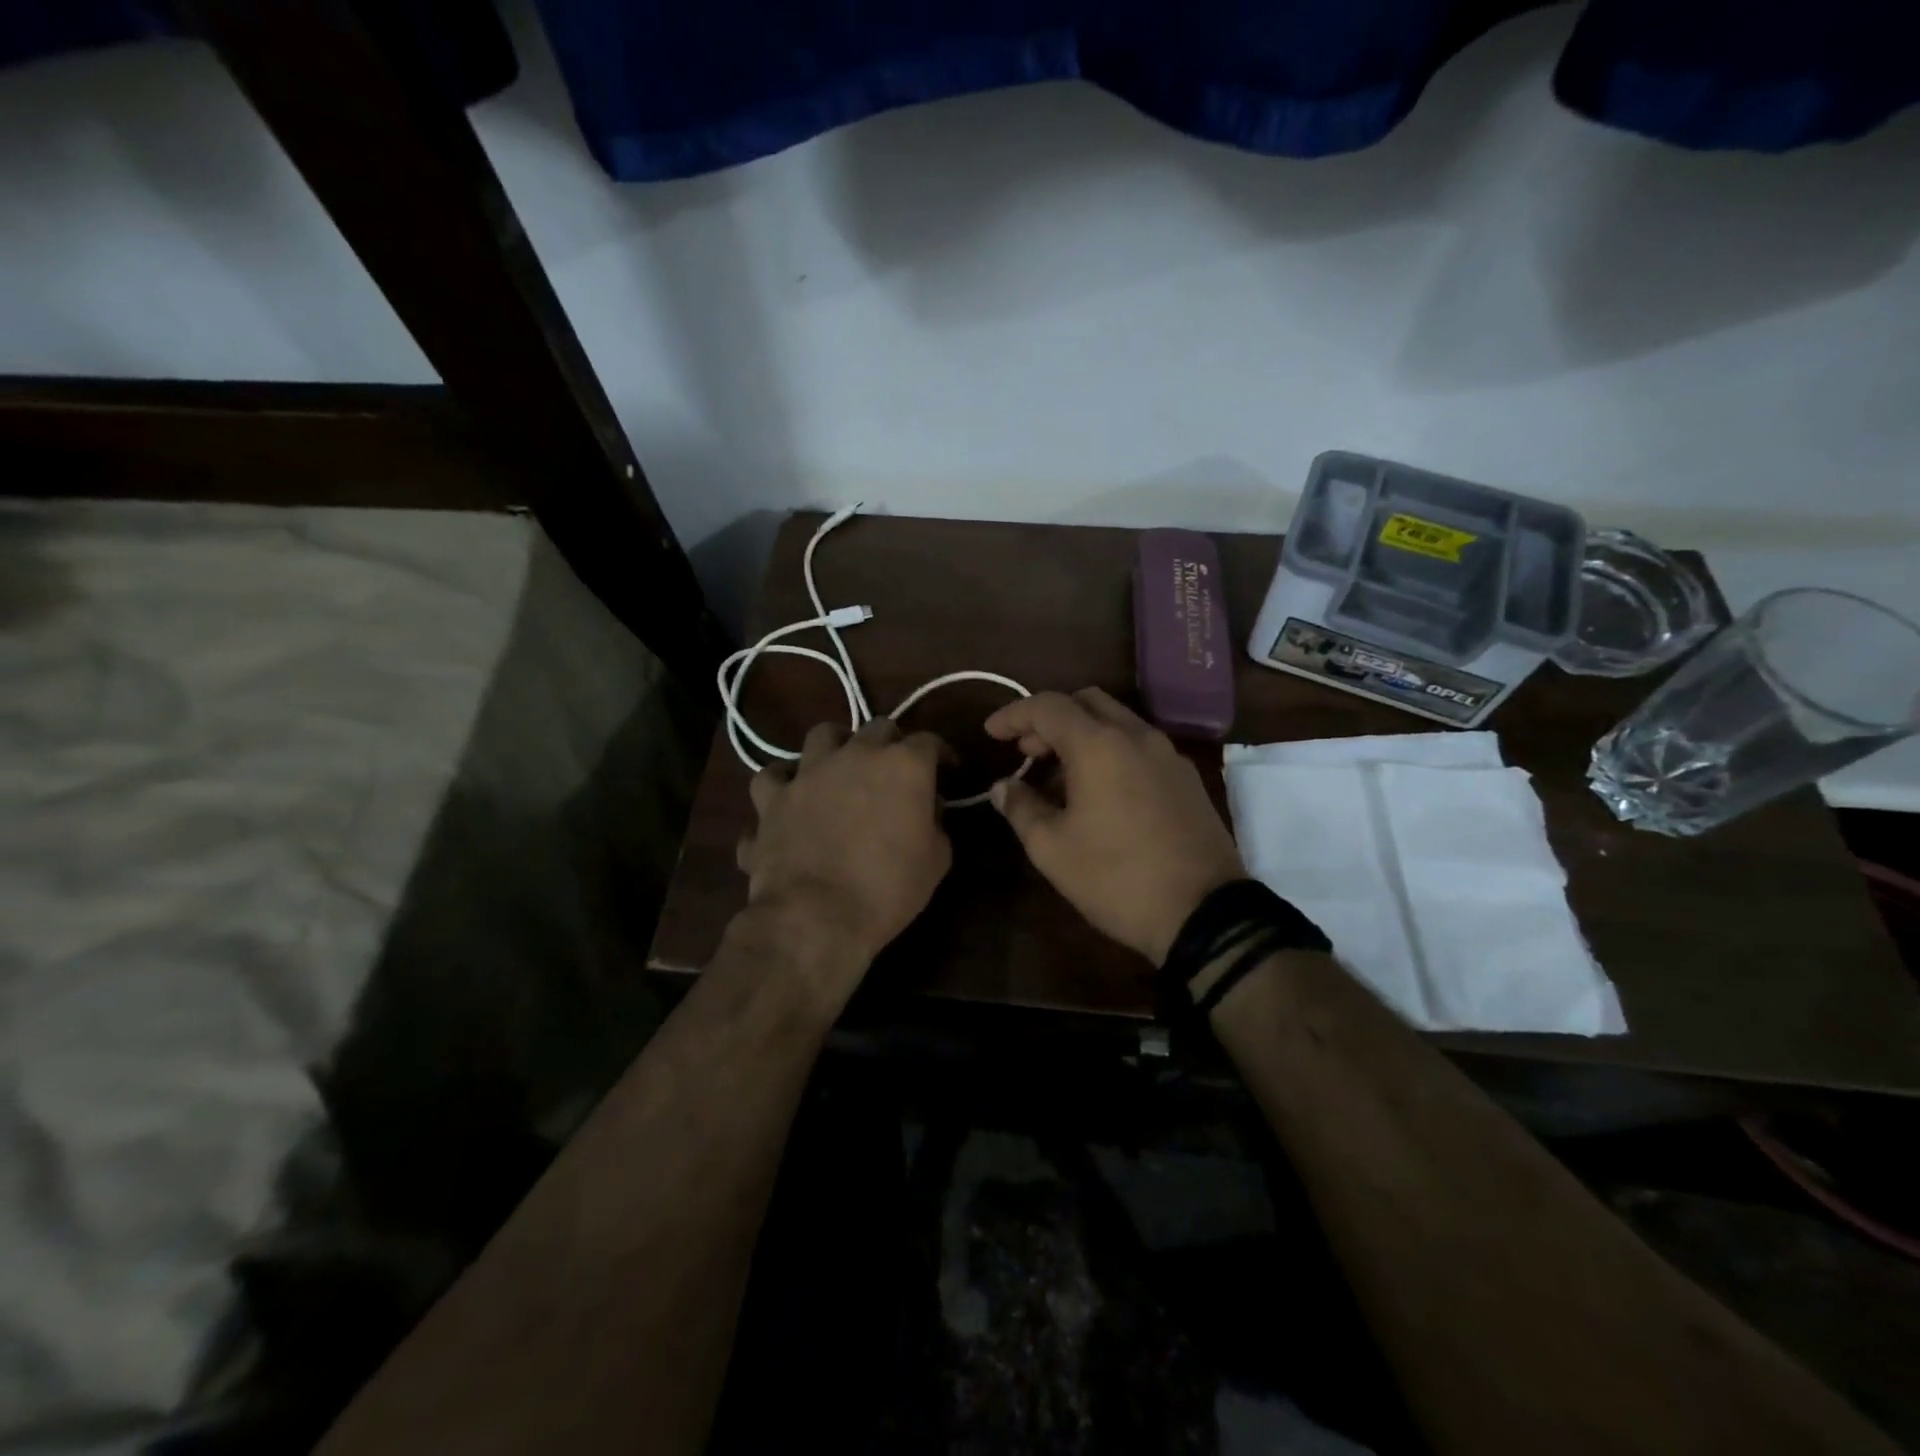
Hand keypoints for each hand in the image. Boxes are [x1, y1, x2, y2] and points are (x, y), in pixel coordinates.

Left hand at [738, 719, 952, 976]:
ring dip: (835, 748)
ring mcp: (808, 773)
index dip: (941, 755)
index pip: (928, 742)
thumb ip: (934, 821)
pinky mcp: (772, 798)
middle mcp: (854, 755)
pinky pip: (772, 778)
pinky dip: (782, 785)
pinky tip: (787, 798)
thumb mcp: (936, 859)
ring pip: (821, 736)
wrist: (816, 915)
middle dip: (891, 744)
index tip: (947, 771)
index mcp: (902, 766)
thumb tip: (925, 808)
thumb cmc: (888, 888)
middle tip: (894, 771)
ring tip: (839, 769)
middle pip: (877, 728)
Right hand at [984, 689, 1245, 963]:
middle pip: (1086, 702)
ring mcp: (1169, 755)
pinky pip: (1140, 746)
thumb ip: (1021, 808)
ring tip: (1059, 777)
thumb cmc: (1116, 878)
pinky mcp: (1188, 778)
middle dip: (1050, 719)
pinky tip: (1101, 792)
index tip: (991, 733)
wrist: (1204, 914)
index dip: (1013, 715)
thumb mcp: (1052, 849)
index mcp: (1099, 745)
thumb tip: (1003, 786)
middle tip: (1027, 753)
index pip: (1048, 707)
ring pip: (1117, 722)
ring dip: (1082, 735)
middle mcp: (1137, 736)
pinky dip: (1111, 751)